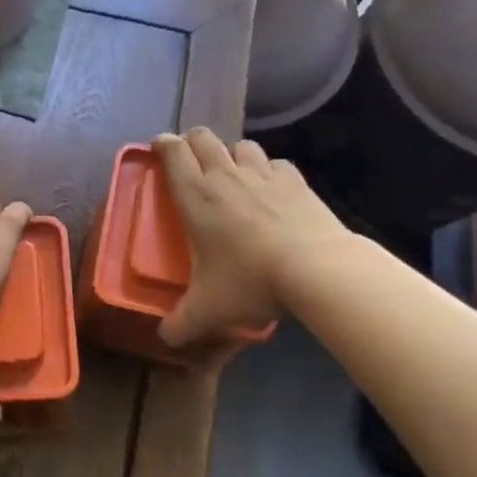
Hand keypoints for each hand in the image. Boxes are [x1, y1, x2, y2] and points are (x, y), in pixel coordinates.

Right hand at [152, 128, 351, 346]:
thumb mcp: (207, 310)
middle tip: (191, 162)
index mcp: (196, 196)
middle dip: (193, 143)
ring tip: (233, 175)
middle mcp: (225, 176)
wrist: (317, 269)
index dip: (162, 145)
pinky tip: (272, 191)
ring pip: (241, 145)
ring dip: (232, 154)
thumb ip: (180, 323)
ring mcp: (263, 174)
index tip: (159, 148)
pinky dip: (269, 172)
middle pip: (203, 138)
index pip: (172, 153)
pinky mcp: (295, 181)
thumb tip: (164, 338)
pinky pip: (276, 164)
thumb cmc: (250, 281)